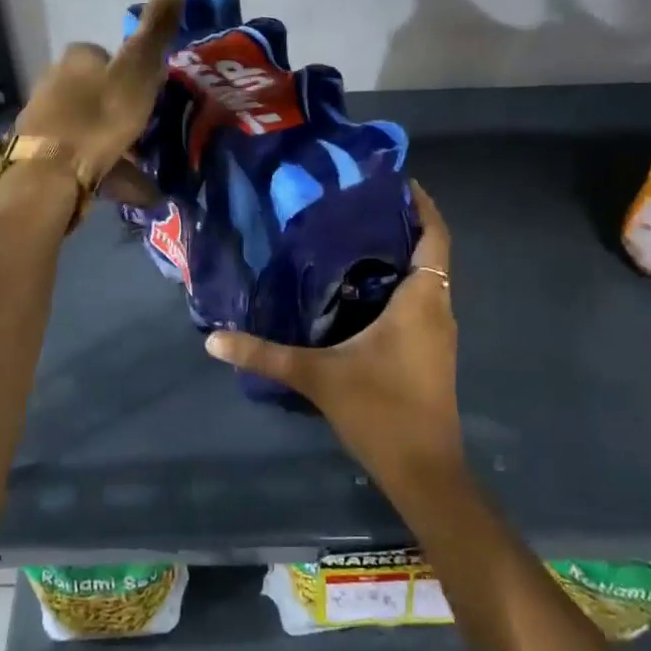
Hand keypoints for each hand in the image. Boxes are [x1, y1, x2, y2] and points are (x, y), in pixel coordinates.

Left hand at [14, 0, 184, 201]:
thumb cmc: (99, 118)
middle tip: (147, 134)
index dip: (132, 74)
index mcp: (77, 57)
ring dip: (113, 142)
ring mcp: (44, 118)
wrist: (51, 174)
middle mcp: (53, 80)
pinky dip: (102, 166)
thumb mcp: (137, 71)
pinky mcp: (40, 152)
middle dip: (120, 110)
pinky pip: (80, 154)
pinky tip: (122, 186)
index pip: (107, 55)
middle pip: (97, 91)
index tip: (150, 97)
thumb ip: (156, 29)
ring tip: (140, 167)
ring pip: (88, 125)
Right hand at [205, 182, 462, 491]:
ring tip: (350, 238)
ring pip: (424, 279)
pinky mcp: (430, 352)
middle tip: (354, 204)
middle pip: (429, 253)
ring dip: (398, 256)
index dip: (421, 204)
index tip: (395, 179)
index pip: (433, 236)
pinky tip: (357, 290)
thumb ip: (264, 355)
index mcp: (421, 301)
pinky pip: (419, 302)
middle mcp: (437, 309)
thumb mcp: (317, 376)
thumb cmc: (380, 410)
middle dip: (401, 225)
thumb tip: (213, 339)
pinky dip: (396, 285)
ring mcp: (437, 334)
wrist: (423, 470)